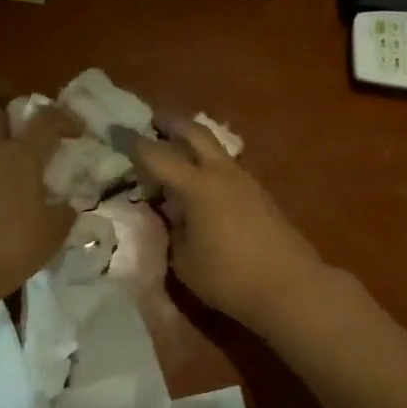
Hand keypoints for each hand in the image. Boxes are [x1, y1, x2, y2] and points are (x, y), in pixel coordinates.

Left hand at [0, 103, 78, 300]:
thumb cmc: (9, 244)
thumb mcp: (51, 234)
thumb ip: (62, 214)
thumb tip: (65, 207)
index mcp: (19, 155)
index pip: (45, 120)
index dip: (63, 119)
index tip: (77, 131)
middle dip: (10, 122)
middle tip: (28, 146)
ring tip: (13, 187)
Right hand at [129, 121, 328, 333]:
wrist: (289, 287)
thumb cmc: (228, 278)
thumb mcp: (184, 261)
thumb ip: (172, 231)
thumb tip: (172, 214)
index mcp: (196, 186)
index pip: (157, 155)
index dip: (133, 143)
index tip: (116, 130)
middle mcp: (221, 173)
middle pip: (195, 132)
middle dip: (171, 123)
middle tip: (153, 120)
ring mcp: (245, 180)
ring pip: (216, 147)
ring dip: (194, 142)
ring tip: (177, 151)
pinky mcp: (261, 194)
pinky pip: (228, 168)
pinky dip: (210, 164)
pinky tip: (203, 181)